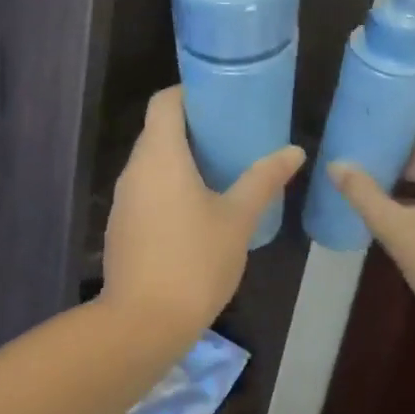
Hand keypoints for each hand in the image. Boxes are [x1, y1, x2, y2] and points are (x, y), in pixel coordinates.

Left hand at [101, 87, 304, 343]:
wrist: (144, 320)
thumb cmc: (195, 261)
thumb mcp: (238, 219)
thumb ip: (263, 180)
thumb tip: (293, 151)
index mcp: (159, 156)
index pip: (165, 103)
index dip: (189, 93)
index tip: (221, 100)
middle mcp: (133, 170)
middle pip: (157, 131)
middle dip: (192, 128)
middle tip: (232, 135)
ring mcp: (122, 200)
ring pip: (150, 164)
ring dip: (180, 160)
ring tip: (220, 169)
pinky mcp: (120, 226)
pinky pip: (145, 190)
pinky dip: (168, 186)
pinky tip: (196, 208)